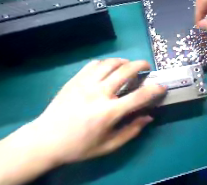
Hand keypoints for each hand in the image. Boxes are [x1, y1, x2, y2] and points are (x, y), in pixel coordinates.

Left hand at [31, 60, 165, 165]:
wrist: (45, 140)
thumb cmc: (79, 146)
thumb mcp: (109, 145)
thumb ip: (132, 130)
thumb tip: (148, 116)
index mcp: (108, 112)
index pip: (139, 96)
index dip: (154, 89)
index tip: (161, 86)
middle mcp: (99, 93)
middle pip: (125, 71)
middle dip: (140, 65)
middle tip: (146, 66)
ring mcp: (85, 83)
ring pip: (110, 63)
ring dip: (124, 61)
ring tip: (128, 65)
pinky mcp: (75, 79)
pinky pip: (95, 64)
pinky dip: (107, 63)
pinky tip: (109, 68)